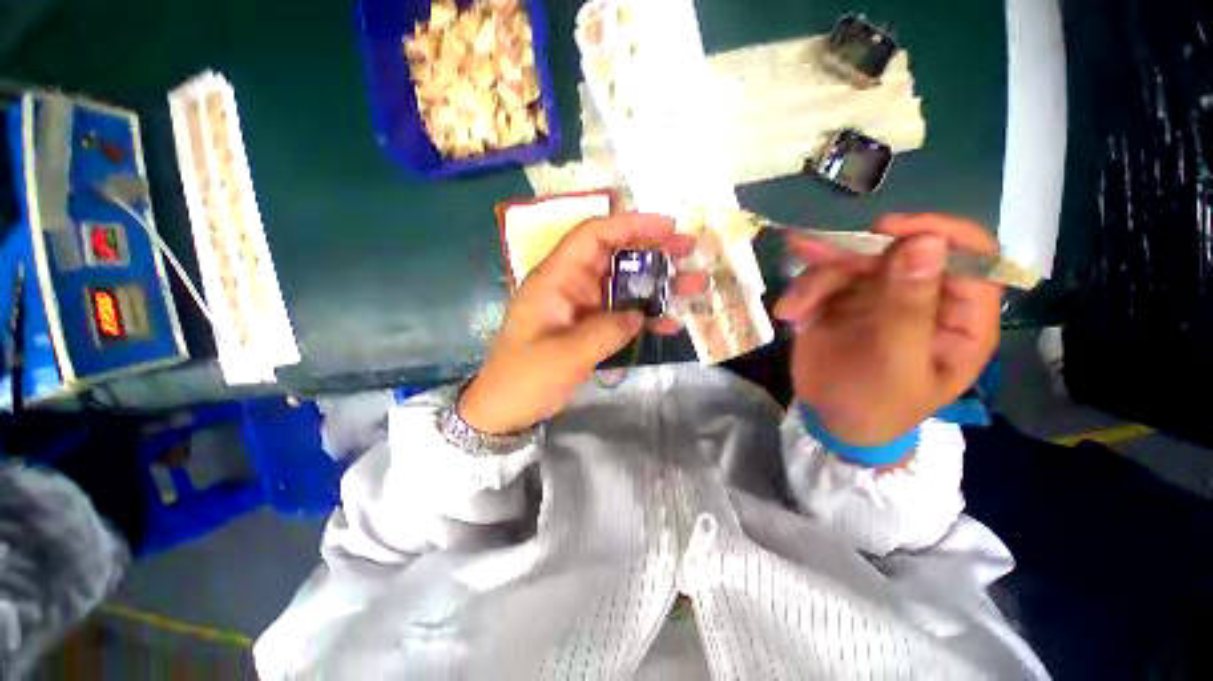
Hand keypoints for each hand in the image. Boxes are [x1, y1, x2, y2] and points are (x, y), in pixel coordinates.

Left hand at [459, 213, 696, 434]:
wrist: (507, 408)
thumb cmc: (525, 377)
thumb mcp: (565, 355)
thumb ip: (606, 331)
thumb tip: (639, 314)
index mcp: (556, 278)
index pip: (593, 236)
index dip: (630, 225)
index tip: (668, 227)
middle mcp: (572, 285)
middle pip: (615, 256)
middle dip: (653, 250)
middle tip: (690, 249)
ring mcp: (583, 307)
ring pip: (624, 285)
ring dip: (658, 285)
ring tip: (694, 285)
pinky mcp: (591, 327)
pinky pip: (623, 315)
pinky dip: (647, 317)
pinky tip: (672, 324)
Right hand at [774, 214, 1001, 446]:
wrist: (829, 421)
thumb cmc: (876, 406)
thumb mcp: (896, 364)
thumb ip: (909, 308)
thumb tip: (925, 242)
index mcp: (958, 316)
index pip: (969, 255)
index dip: (936, 233)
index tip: (888, 231)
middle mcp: (922, 297)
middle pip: (895, 252)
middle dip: (850, 258)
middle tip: (812, 261)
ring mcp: (879, 297)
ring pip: (851, 263)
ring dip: (815, 281)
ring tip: (790, 310)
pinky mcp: (842, 301)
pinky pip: (821, 280)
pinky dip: (801, 293)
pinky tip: (788, 314)